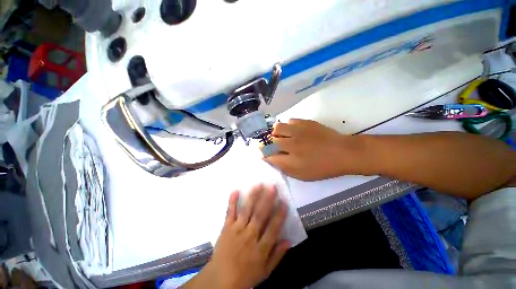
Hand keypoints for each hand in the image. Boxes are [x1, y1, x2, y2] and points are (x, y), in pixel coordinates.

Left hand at [184, 185, 288, 288]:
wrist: (221, 279)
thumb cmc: (245, 275)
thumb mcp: (265, 271)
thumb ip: (277, 256)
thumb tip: (288, 241)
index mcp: (260, 248)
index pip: (273, 228)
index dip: (279, 214)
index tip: (283, 202)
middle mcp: (249, 236)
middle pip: (260, 215)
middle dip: (267, 200)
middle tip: (272, 187)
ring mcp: (236, 230)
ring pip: (246, 210)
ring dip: (253, 197)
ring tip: (258, 185)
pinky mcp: (226, 227)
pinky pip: (229, 213)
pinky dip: (232, 201)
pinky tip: (235, 191)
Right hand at [264, 119, 366, 180]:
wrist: (342, 152)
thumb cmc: (322, 167)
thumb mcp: (302, 175)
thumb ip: (284, 168)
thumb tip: (271, 159)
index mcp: (291, 160)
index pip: (269, 156)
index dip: (264, 154)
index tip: (264, 154)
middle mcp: (291, 144)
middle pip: (271, 141)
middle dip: (270, 144)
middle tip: (275, 146)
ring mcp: (298, 131)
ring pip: (277, 127)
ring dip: (276, 133)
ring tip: (281, 135)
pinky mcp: (305, 122)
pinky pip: (289, 120)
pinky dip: (288, 126)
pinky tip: (293, 130)